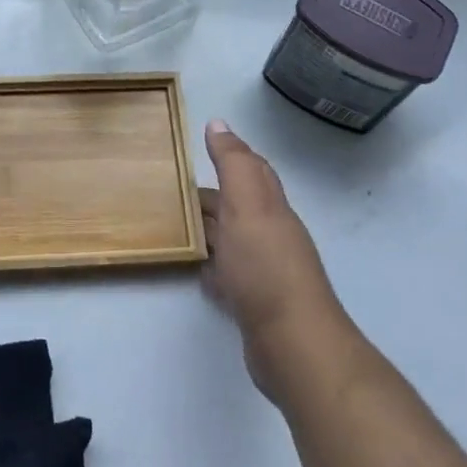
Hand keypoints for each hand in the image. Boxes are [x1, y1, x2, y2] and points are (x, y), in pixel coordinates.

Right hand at [200, 121, 348, 401]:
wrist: (293, 343)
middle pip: (240, 206)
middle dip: (212, 194)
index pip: (253, 171)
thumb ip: (233, 164)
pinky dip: (212, 267)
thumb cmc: (266, 266)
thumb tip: (218, 123)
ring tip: (176, 224)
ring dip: (209, 229)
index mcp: (270, 207)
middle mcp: (271, 234)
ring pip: (233, 239)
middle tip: (173, 188)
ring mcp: (264, 271)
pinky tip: (197, 269)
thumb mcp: (247, 205)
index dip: (232, 155)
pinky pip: (229, 275)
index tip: (202, 144)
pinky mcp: (254, 304)